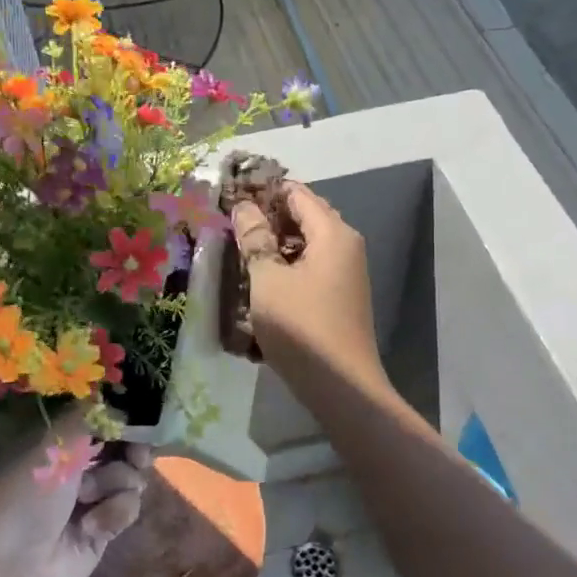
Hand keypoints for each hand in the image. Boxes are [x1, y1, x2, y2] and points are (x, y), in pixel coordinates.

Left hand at [0, 411, 147, 576]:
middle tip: (137, 456)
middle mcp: (70, 465)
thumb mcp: (52, 445)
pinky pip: (127, 506)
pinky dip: (115, 512)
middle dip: (131, 447)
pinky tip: (94, 527)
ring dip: (116, 483)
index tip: (138, 415)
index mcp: (51, 440)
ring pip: (128, 475)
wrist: (11, 575)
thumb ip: (90, 414)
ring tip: (92, 498)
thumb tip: (117, 394)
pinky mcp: (102, 529)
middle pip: (119, 444)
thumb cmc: (24, 499)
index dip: (119, 414)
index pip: (95, 415)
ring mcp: (87, 498)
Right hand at [231, 183, 385, 392]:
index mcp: (333, 233)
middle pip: (304, 217)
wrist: (341, 385)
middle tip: (231, 223)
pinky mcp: (339, 296)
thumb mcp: (268, 280)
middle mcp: (345, 245)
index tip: (231, 196)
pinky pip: (310, 267)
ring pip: (306, 244)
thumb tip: (243, 207)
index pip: (297, 194)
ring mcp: (345, 272)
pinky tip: (261, 279)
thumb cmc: (301, 326)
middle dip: (269, 217)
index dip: (264, 191)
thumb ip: (255, 239)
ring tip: (240, 250)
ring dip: (275, 244)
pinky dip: (287, 265)